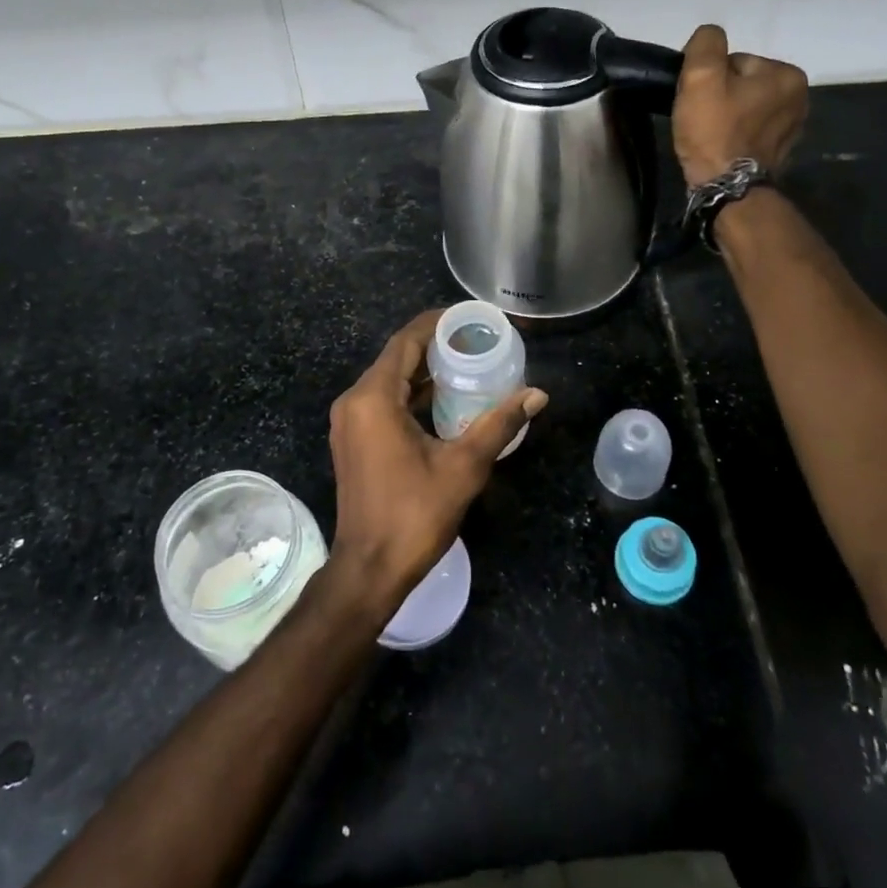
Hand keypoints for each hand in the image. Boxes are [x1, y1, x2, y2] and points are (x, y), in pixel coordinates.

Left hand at [326, 310, 547, 615]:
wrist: (369, 569)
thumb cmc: (414, 515)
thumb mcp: (464, 466)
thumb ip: (499, 424)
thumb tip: (537, 394)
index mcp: (374, 397)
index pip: (406, 341)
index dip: (437, 323)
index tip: (470, 318)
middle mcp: (354, 401)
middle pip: (397, 357)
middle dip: (435, 345)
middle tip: (477, 340)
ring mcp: (349, 421)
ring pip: (390, 380)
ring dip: (424, 371)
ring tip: (468, 364)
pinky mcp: (353, 439)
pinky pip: (383, 401)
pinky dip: (412, 395)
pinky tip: (445, 400)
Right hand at [673, 24, 808, 186]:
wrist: (727, 189)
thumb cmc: (714, 131)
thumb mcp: (701, 77)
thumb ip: (706, 44)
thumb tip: (710, 36)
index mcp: (787, 74)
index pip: (735, 61)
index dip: (709, 78)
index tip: (697, 100)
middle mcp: (799, 97)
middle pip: (741, 83)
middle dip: (719, 96)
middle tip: (700, 118)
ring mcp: (792, 126)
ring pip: (744, 106)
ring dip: (725, 115)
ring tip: (708, 134)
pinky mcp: (780, 150)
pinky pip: (750, 129)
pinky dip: (734, 134)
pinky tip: (721, 146)